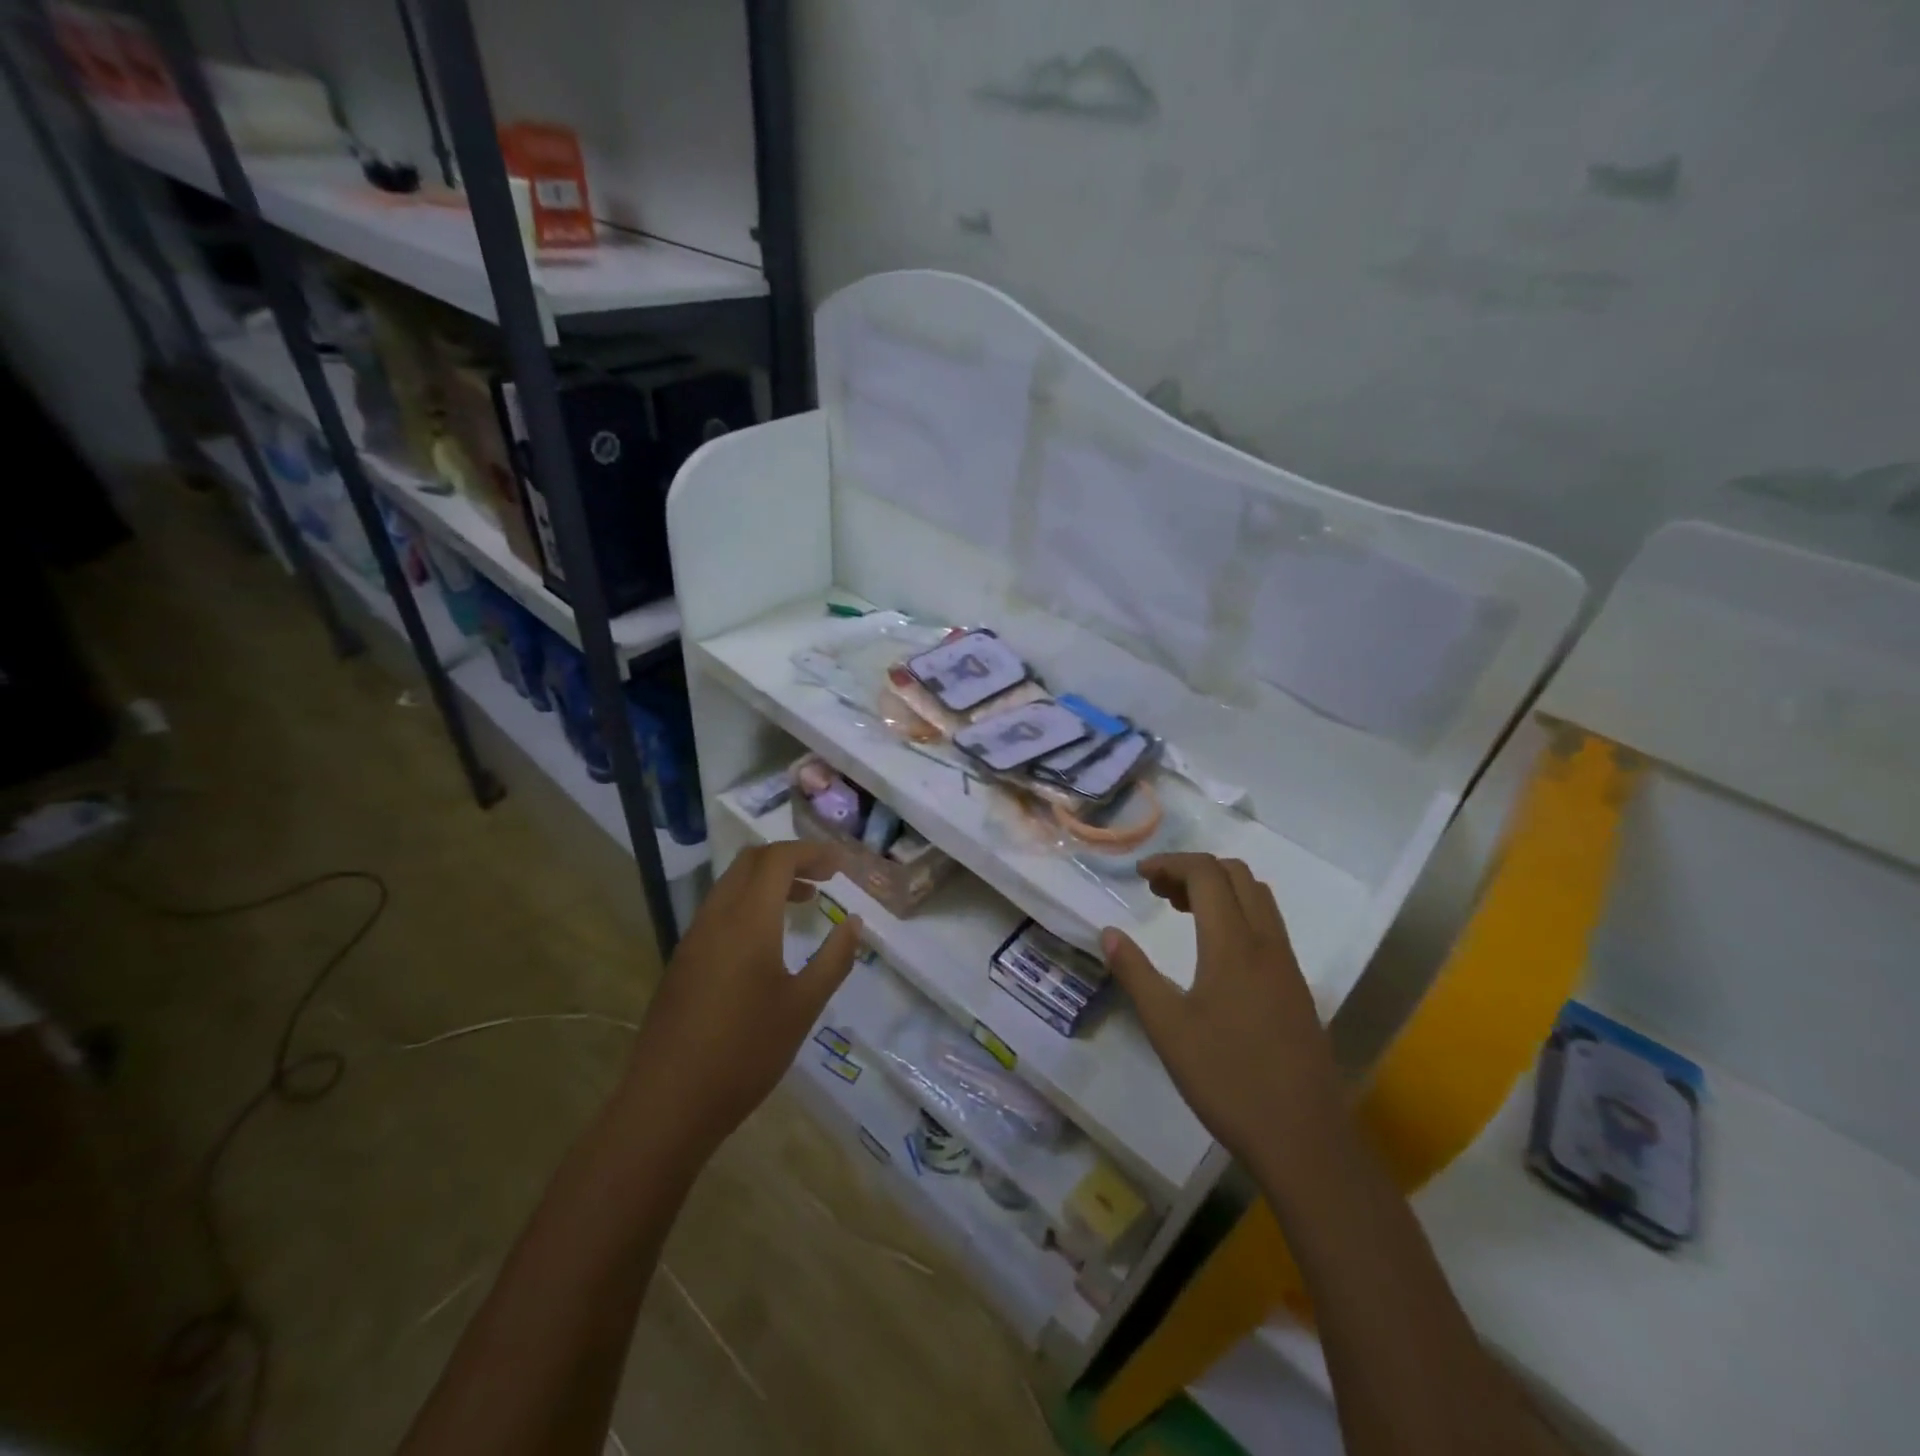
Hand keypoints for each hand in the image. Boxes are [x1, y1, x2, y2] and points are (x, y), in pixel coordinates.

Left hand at [619, 841, 861, 1162]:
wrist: (668, 1103)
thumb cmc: (745, 1052)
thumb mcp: (803, 1007)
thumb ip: (834, 959)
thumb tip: (853, 923)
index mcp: (747, 920)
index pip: (778, 859)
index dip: (811, 853)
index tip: (840, 866)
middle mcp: (715, 917)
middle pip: (750, 862)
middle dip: (789, 860)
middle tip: (823, 879)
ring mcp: (693, 939)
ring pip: (731, 885)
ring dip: (767, 882)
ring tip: (803, 904)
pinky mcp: (682, 961)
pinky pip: (718, 910)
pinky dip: (748, 904)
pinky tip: (766, 941)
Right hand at [1101, 853, 1342, 1168]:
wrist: (1303, 1138)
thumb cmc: (1227, 1079)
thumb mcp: (1167, 1027)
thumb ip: (1135, 973)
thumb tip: (1108, 933)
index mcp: (1233, 944)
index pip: (1207, 873)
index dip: (1171, 863)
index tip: (1140, 875)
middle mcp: (1266, 943)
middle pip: (1236, 875)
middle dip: (1194, 870)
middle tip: (1157, 892)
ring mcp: (1287, 965)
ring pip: (1258, 898)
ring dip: (1219, 889)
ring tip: (1181, 911)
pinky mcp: (1297, 988)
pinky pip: (1268, 925)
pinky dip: (1238, 913)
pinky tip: (1214, 949)